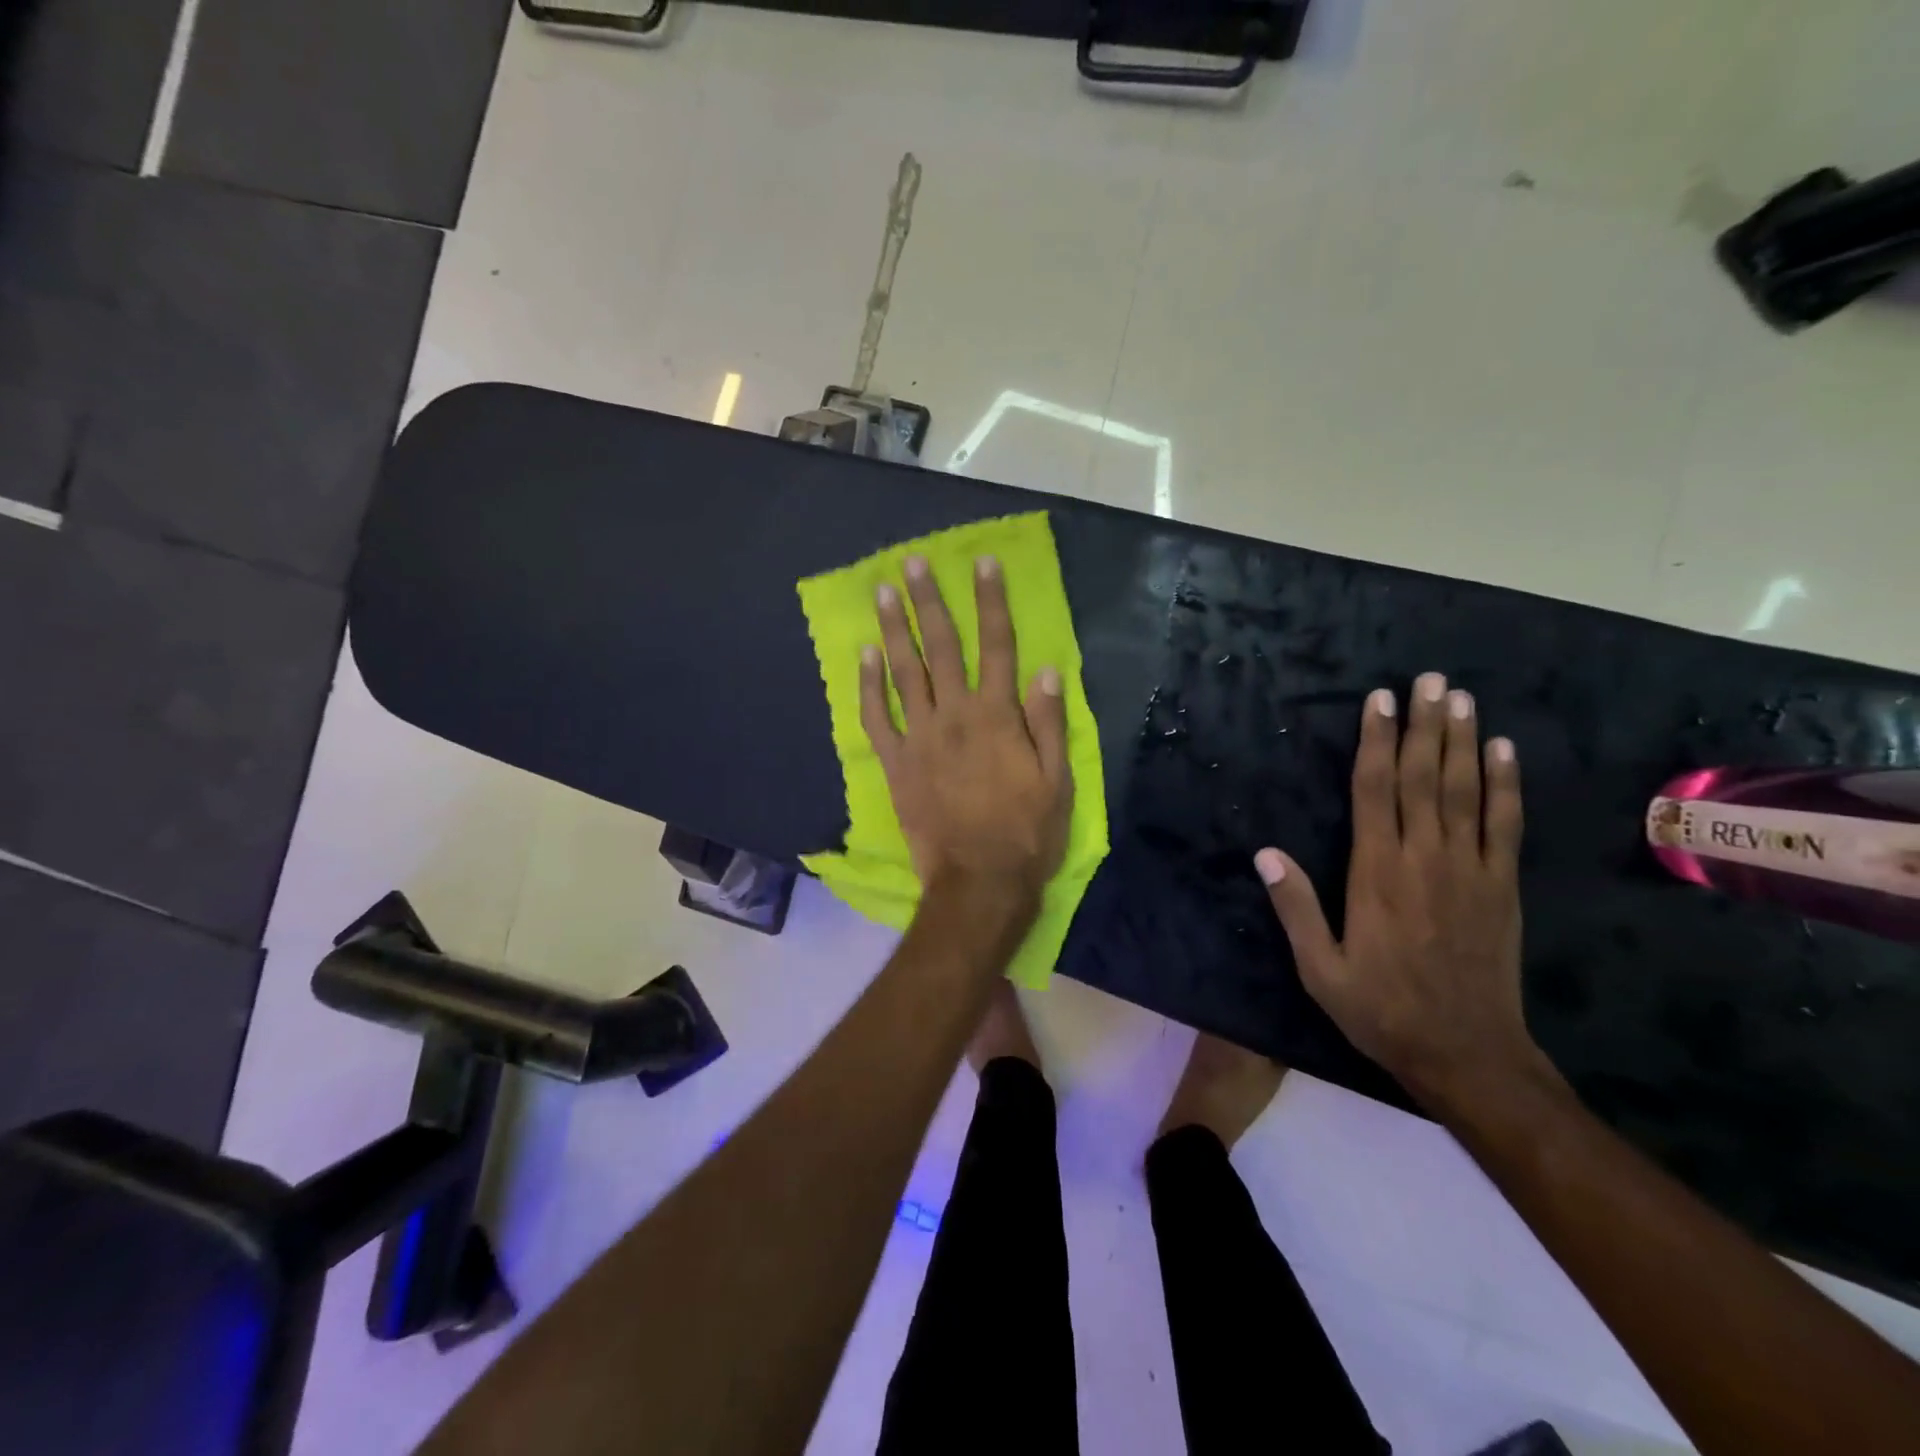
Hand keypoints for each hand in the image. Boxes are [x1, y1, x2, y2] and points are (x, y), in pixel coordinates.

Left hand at [863, 554, 1071, 909]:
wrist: (979, 882)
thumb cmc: (1027, 833)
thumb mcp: (1057, 780)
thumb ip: (1049, 722)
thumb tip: (1045, 669)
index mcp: (998, 716)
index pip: (997, 646)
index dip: (991, 602)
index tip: (983, 564)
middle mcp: (956, 716)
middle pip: (942, 647)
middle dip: (930, 601)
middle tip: (913, 563)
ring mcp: (920, 738)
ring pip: (904, 672)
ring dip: (894, 629)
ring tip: (883, 592)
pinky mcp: (896, 763)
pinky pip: (876, 717)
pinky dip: (868, 685)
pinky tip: (864, 655)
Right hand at [1254, 673, 1544, 1111]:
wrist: (1467, 1054)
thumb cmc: (1381, 1009)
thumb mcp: (1319, 968)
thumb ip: (1294, 908)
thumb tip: (1265, 853)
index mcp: (1376, 873)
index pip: (1374, 792)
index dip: (1375, 742)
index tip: (1379, 701)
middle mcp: (1424, 858)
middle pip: (1422, 778)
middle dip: (1424, 725)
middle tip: (1429, 679)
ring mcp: (1470, 869)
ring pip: (1464, 791)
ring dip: (1462, 741)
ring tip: (1461, 698)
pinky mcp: (1502, 886)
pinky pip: (1506, 824)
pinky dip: (1506, 784)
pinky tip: (1504, 751)